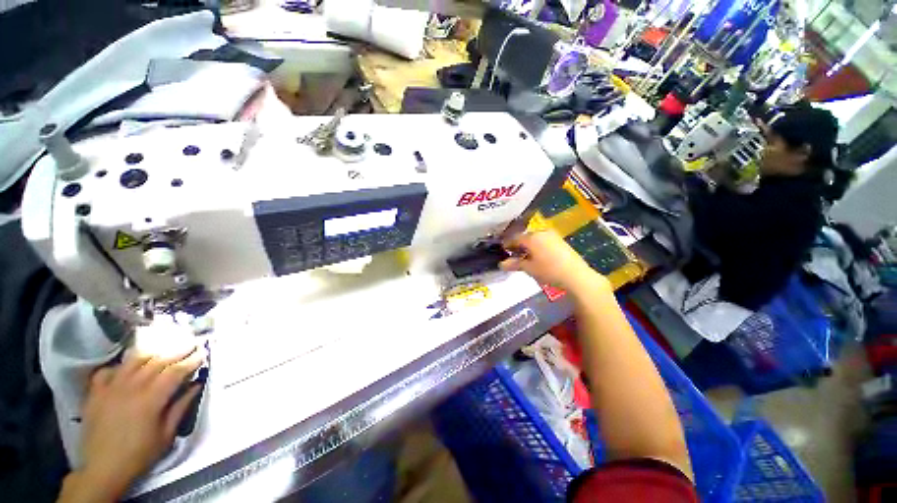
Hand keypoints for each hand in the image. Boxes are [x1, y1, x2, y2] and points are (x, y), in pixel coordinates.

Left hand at [59, 347, 203, 502]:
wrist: (102, 469)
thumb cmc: (139, 454)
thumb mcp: (166, 435)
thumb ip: (180, 408)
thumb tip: (196, 385)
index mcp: (151, 399)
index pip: (175, 371)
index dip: (191, 360)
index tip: (203, 353)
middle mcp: (132, 387)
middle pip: (156, 361)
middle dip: (176, 351)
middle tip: (190, 344)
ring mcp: (111, 388)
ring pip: (133, 360)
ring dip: (151, 353)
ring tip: (163, 350)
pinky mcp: (95, 392)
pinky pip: (108, 371)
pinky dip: (120, 366)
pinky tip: (126, 369)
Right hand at [499, 230, 608, 295]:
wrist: (576, 276)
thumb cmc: (549, 271)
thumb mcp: (529, 268)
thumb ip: (514, 264)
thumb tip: (501, 264)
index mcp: (531, 237)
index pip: (514, 238)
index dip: (507, 244)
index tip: (503, 251)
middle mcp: (541, 232)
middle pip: (525, 236)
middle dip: (518, 245)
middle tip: (514, 255)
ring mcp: (552, 235)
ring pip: (534, 238)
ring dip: (528, 245)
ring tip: (526, 257)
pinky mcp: (560, 240)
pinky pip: (543, 240)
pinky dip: (537, 246)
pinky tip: (538, 256)